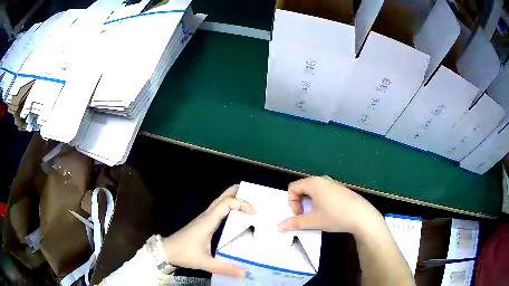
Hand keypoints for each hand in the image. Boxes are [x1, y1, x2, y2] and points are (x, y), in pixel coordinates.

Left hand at [162, 185, 254, 276]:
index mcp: (208, 221)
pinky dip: (228, 207)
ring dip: (233, 199)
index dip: (241, 204)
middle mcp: (206, 216)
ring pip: (219, 202)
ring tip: (248, 203)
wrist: (166, 251)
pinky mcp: (202, 222)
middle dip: (237, 192)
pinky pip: (217, 209)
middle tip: (253, 193)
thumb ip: (225, 268)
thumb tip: (244, 273)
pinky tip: (234, 216)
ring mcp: (203, 218)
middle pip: (222, 197)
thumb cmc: (184, 253)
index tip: (254, 212)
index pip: (226, 204)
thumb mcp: (205, 263)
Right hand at [277, 176, 382, 235]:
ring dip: (310, 203)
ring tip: (318, 216)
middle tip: (306, 216)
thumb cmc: (335, 216)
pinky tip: (330, 213)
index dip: (292, 203)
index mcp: (313, 183)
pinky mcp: (341, 190)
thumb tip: (278, 227)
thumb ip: (294, 223)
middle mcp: (322, 180)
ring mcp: (333, 184)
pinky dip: (320, 202)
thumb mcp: (312, 221)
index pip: (292, 188)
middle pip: (303, 188)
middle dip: (300, 203)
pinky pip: (324, 193)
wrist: (362, 217)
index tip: (300, 215)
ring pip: (314, 191)